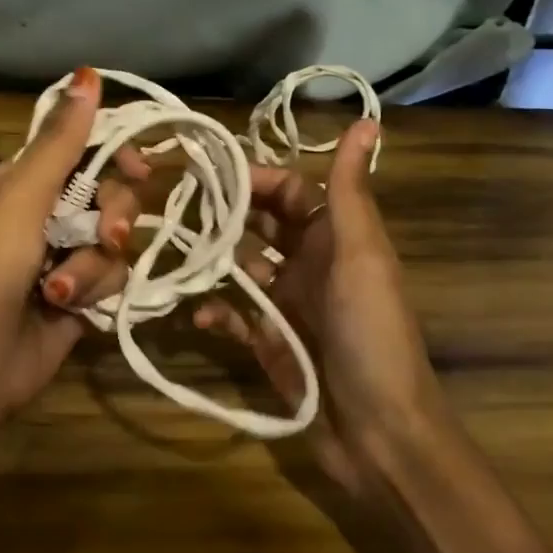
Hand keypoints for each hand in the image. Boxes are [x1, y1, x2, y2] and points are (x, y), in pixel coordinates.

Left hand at [0, 66, 138, 453]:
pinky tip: (65, 311)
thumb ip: (61, 142)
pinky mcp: (81, 299)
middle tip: (100, 237)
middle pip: (113, 195)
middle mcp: (48, 214)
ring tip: (58, 291)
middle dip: (110, 218)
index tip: (137, 169)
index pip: (89, 150)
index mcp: (25, 181)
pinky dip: (92, 294)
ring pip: (116, 243)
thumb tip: (87, 73)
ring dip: (91, 267)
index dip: (118, 157)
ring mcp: (65, 258)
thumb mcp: (21, 199)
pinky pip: (113, 280)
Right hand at [194, 119, 443, 503]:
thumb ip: (351, 191)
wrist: (379, 432)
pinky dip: (214, 311)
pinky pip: (233, 315)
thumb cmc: (371, 334)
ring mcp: (286, 304)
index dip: (253, 176)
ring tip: (173, 254)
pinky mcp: (269, 342)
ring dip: (211, 261)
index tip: (204, 169)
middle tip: (172, 204)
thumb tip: (367, 120)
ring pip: (239, 267)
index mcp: (336, 238)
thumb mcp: (361, 256)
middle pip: (260, 224)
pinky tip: (198, 314)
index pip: (290, 190)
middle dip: (223, 213)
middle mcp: (310, 263)